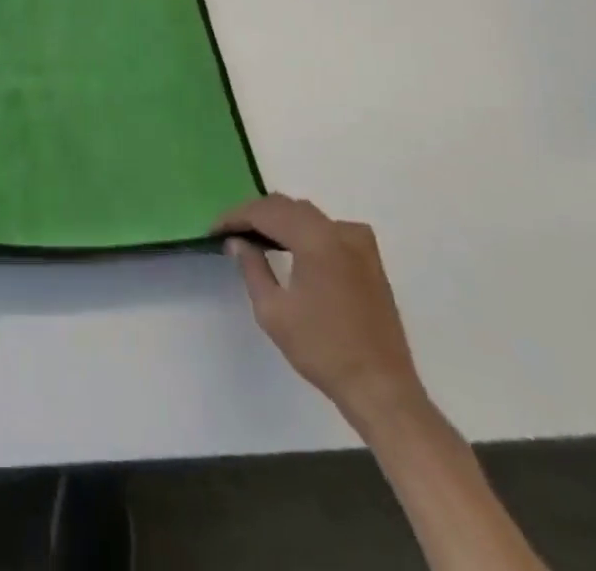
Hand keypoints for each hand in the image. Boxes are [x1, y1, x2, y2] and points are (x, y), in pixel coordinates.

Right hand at [215, 195, 423, 422]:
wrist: (381, 389)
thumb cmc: (322, 350)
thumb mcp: (273, 311)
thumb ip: (251, 267)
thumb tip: (237, 241)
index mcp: (315, 238)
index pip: (265, 212)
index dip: (235, 217)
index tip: (214, 230)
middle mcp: (339, 230)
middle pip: (287, 206)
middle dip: (255, 215)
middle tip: (231, 232)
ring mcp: (359, 242)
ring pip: (308, 214)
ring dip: (280, 220)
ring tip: (256, 237)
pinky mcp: (370, 259)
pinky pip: (329, 228)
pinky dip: (305, 230)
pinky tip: (294, 247)